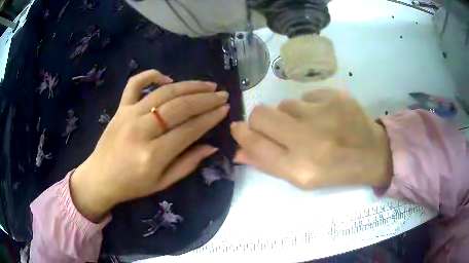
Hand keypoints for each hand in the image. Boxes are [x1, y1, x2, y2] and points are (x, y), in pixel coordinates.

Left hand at [70, 70, 229, 221]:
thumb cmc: (131, 185)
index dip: (210, 118)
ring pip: (163, 93)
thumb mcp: (162, 183)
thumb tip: (212, 146)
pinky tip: (167, 78)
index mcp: (153, 155)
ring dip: (189, 86)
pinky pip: (135, 84)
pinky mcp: (120, 108)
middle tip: (222, 95)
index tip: (225, 109)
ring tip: (207, 85)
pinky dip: (151, 75)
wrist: (100, 178)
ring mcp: (128, 115)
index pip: (189, 130)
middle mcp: (141, 131)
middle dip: (205, 99)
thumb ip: (188, 164)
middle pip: (179, 107)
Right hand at [231, 89, 391, 189]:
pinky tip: (326, 117)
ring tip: (311, 126)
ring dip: (290, 115)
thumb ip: (269, 163)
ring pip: (285, 104)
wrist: (373, 154)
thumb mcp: (302, 178)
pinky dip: (310, 106)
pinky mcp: (335, 97)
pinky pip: (307, 96)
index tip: (239, 128)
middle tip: (276, 127)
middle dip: (261, 120)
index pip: (255, 144)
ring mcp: (323, 114)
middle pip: (261, 114)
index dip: (242, 134)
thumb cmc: (336, 172)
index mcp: (299, 168)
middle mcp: (309, 140)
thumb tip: (240, 149)